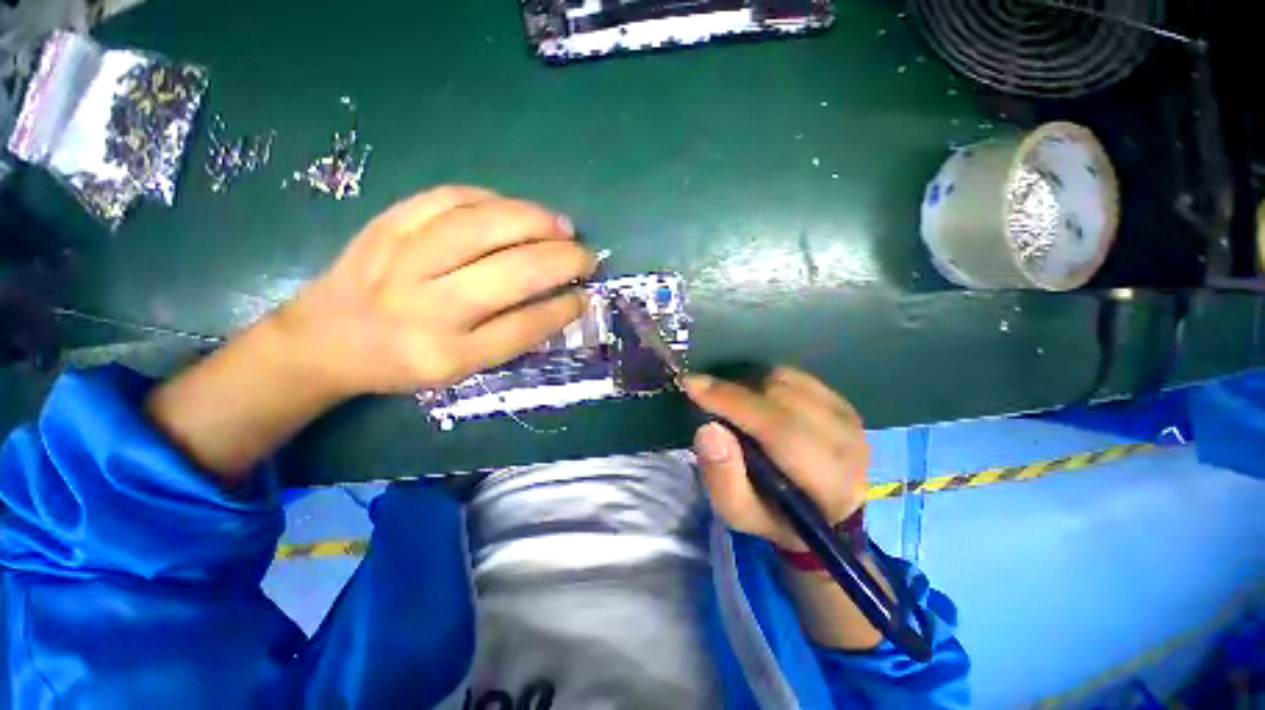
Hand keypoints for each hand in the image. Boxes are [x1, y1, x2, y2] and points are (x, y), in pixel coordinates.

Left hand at [276, 186, 595, 396]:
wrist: (322, 340)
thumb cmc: (401, 363)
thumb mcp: (459, 370)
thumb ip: (510, 337)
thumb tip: (560, 300)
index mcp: (448, 355)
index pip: (524, 327)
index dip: (563, 308)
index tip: (585, 297)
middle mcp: (427, 309)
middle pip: (512, 273)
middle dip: (563, 261)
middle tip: (587, 257)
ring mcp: (402, 260)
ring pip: (484, 227)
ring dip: (535, 222)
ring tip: (564, 226)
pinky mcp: (386, 225)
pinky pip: (448, 198)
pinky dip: (492, 199)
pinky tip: (515, 209)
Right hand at [684, 367, 869, 550]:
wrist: (824, 511)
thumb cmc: (775, 515)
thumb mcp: (740, 513)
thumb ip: (722, 477)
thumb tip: (708, 429)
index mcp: (826, 481)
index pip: (777, 428)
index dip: (731, 401)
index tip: (692, 385)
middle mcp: (846, 442)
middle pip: (779, 396)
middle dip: (735, 393)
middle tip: (707, 399)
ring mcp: (848, 417)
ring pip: (785, 380)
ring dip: (750, 387)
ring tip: (736, 407)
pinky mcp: (842, 402)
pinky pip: (794, 375)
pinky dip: (766, 382)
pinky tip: (758, 401)